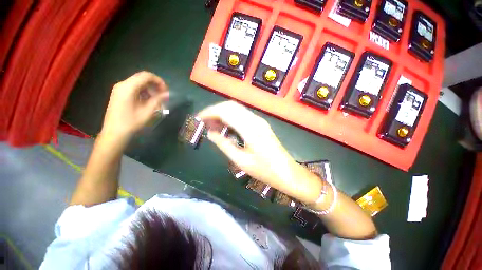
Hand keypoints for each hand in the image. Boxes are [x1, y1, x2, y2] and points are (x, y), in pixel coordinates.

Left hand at [101, 71, 168, 142]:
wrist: (114, 132)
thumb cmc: (131, 122)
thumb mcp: (147, 111)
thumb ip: (158, 100)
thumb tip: (167, 94)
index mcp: (128, 87)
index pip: (146, 76)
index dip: (159, 81)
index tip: (166, 91)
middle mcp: (123, 85)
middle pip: (142, 78)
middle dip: (155, 85)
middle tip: (163, 95)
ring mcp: (120, 89)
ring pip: (139, 83)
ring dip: (150, 89)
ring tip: (157, 100)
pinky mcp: (120, 94)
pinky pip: (134, 88)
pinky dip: (144, 92)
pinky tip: (148, 101)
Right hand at [198, 101, 322, 203]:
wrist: (287, 172)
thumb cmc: (264, 170)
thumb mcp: (241, 160)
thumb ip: (224, 144)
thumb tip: (211, 133)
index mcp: (250, 128)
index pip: (225, 111)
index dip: (210, 112)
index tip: (199, 118)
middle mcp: (255, 120)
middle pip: (231, 106)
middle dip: (215, 111)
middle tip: (205, 123)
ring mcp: (259, 121)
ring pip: (237, 109)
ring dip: (223, 113)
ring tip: (213, 125)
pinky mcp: (261, 124)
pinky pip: (243, 115)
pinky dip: (232, 117)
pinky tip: (226, 127)